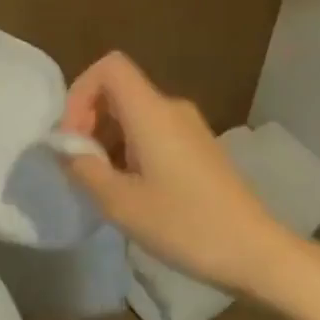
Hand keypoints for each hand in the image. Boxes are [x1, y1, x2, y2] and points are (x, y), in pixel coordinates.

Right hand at [58, 52, 298, 297]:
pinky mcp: (200, 148)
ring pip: (135, 115)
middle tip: (82, 168)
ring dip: (110, 141)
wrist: (255, 252)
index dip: (80, 93)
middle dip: (90, 121)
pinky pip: (154, 133)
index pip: (109, 67)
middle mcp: (172, 109)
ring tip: (106, 187)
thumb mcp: (121, 203)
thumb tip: (65, 147)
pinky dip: (131, 151)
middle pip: (119, 91)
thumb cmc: (185, 225)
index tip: (74, 138)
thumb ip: (84, 168)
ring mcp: (189, 128)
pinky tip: (134, 193)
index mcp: (152, 112)